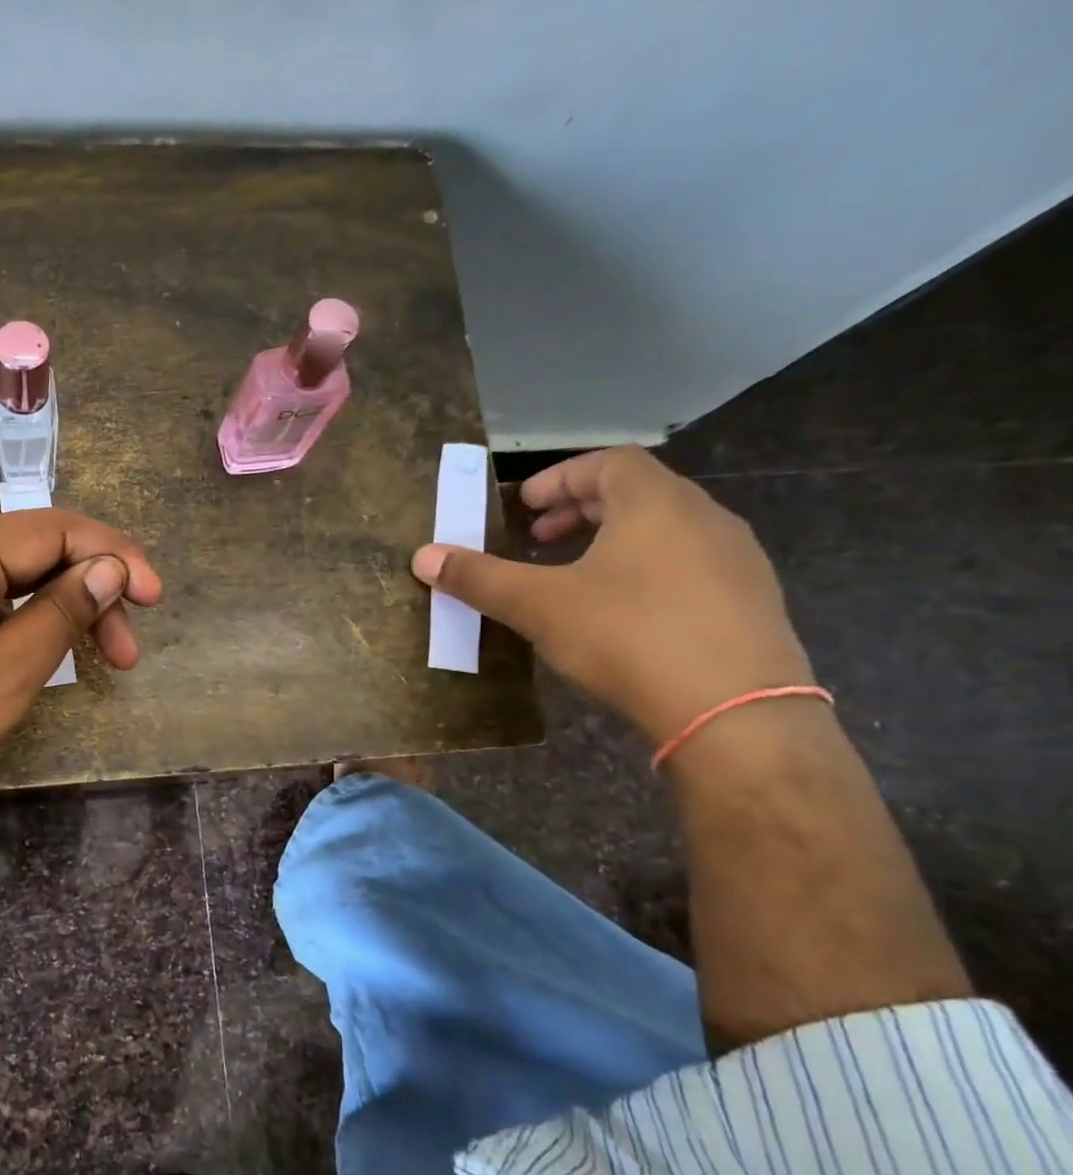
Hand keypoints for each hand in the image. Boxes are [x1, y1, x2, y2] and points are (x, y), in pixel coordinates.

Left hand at [0, 509, 161, 821]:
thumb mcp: (1, 677)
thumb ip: (61, 616)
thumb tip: (110, 572)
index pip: (55, 529)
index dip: (115, 557)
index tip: (155, 598)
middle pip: (31, 553)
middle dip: (88, 595)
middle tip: (125, 657)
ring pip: (3, 580)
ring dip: (53, 613)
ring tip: (87, 664)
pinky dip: (14, 624)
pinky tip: (30, 659)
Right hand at [412, 446, 814, 742]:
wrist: (737, 712)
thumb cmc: (628, 636)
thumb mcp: (538, 606)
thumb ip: (480, 578)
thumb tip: (422, 556)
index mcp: (656, 503)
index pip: (607, 462)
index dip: (559, 477)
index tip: (524, 507)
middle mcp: (705, 518)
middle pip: (638, 493)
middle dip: (581, 511)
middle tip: (539, 540)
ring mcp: (738, 560)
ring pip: (667, 531)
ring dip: (614, 541)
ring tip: (576, 577)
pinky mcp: (753, 603)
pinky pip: (691, 566)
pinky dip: (647, 571)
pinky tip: (623, 615)